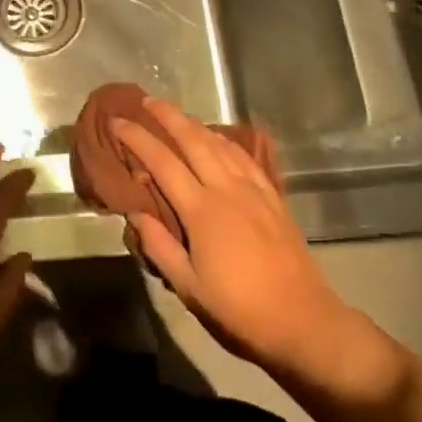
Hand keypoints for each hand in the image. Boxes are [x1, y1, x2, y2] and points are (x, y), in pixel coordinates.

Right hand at [113, 98, 360, 377]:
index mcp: (201, 209)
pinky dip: (224, 140)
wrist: (303, 320)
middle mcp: (226, 188)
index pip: (162, 162)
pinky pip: (243, 156)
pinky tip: (218, 139)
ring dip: (195, 123)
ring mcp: (252, 189)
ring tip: (177, 114)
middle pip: (193, 139)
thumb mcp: (188, 286)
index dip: (137, 138)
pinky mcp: (272, 196)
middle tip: (147, 101)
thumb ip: (159, 245)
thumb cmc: (239, 309)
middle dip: (168, 116)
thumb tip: (134, 213)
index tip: (118, 122)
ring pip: (219, 143)